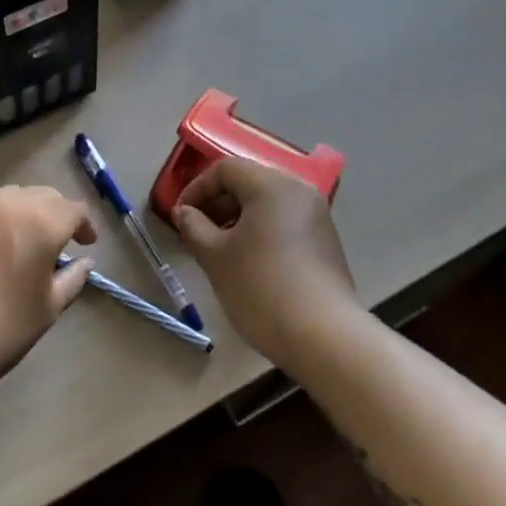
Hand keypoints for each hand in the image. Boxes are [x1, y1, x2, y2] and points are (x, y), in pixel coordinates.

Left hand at [0, 186, 96, 386]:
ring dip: (24, 210)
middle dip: (56, 213)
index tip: (86, 244)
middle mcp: (7, 205)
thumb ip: (71, 279)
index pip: (73, 209)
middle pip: (41, 196)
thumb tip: (84, 262)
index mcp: (40, 223)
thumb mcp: (48, 308)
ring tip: (24, 236)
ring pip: (8, 196)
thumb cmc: (2, 329)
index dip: (84, 224)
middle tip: (60, 240)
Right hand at [173, 158, 357, 361]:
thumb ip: (193, 227)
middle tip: (196, 232)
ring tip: (219, 250)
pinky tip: (249, 263)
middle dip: (217, 203)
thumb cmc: (261, 288)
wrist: (323, 336)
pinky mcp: (325, 242)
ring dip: (237, 219)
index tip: (180, 217)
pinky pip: (284, 222)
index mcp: (272, 186)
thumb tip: (184, 213)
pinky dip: (260, 232)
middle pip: (249, 182)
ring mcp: (317, 217)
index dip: (196, 188)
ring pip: (267, 204)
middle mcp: (299, 192)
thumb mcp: (215, 257)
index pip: (226, 169)